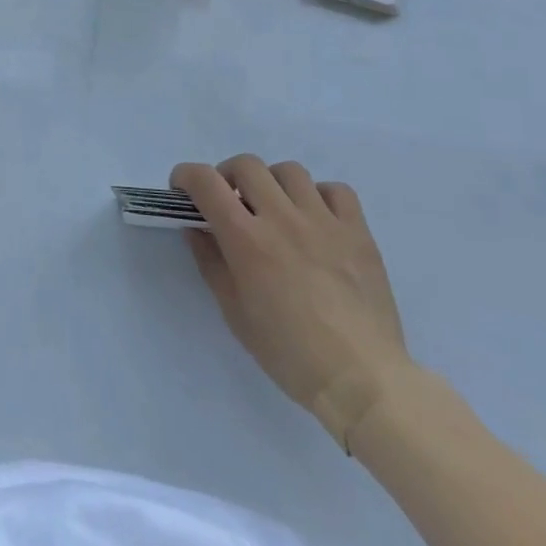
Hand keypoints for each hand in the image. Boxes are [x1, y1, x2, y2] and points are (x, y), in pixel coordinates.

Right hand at [172, 155, 412, 449]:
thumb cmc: (290, 353)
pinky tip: (316, 220)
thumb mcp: (235, 312)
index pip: (206, 182)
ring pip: (290, 171)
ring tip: (276, 209)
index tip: (183, 190)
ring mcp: (324, 222)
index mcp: (247, 240)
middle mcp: (283, 219)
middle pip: (247, 165)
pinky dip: (319, 196)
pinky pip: (336, 190)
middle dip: (228, 176)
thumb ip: (211, 262)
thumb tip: (197, 227)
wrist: (362, 380)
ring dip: (273, 183)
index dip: (187, 176)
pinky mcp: (358, 232)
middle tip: (230, 201)